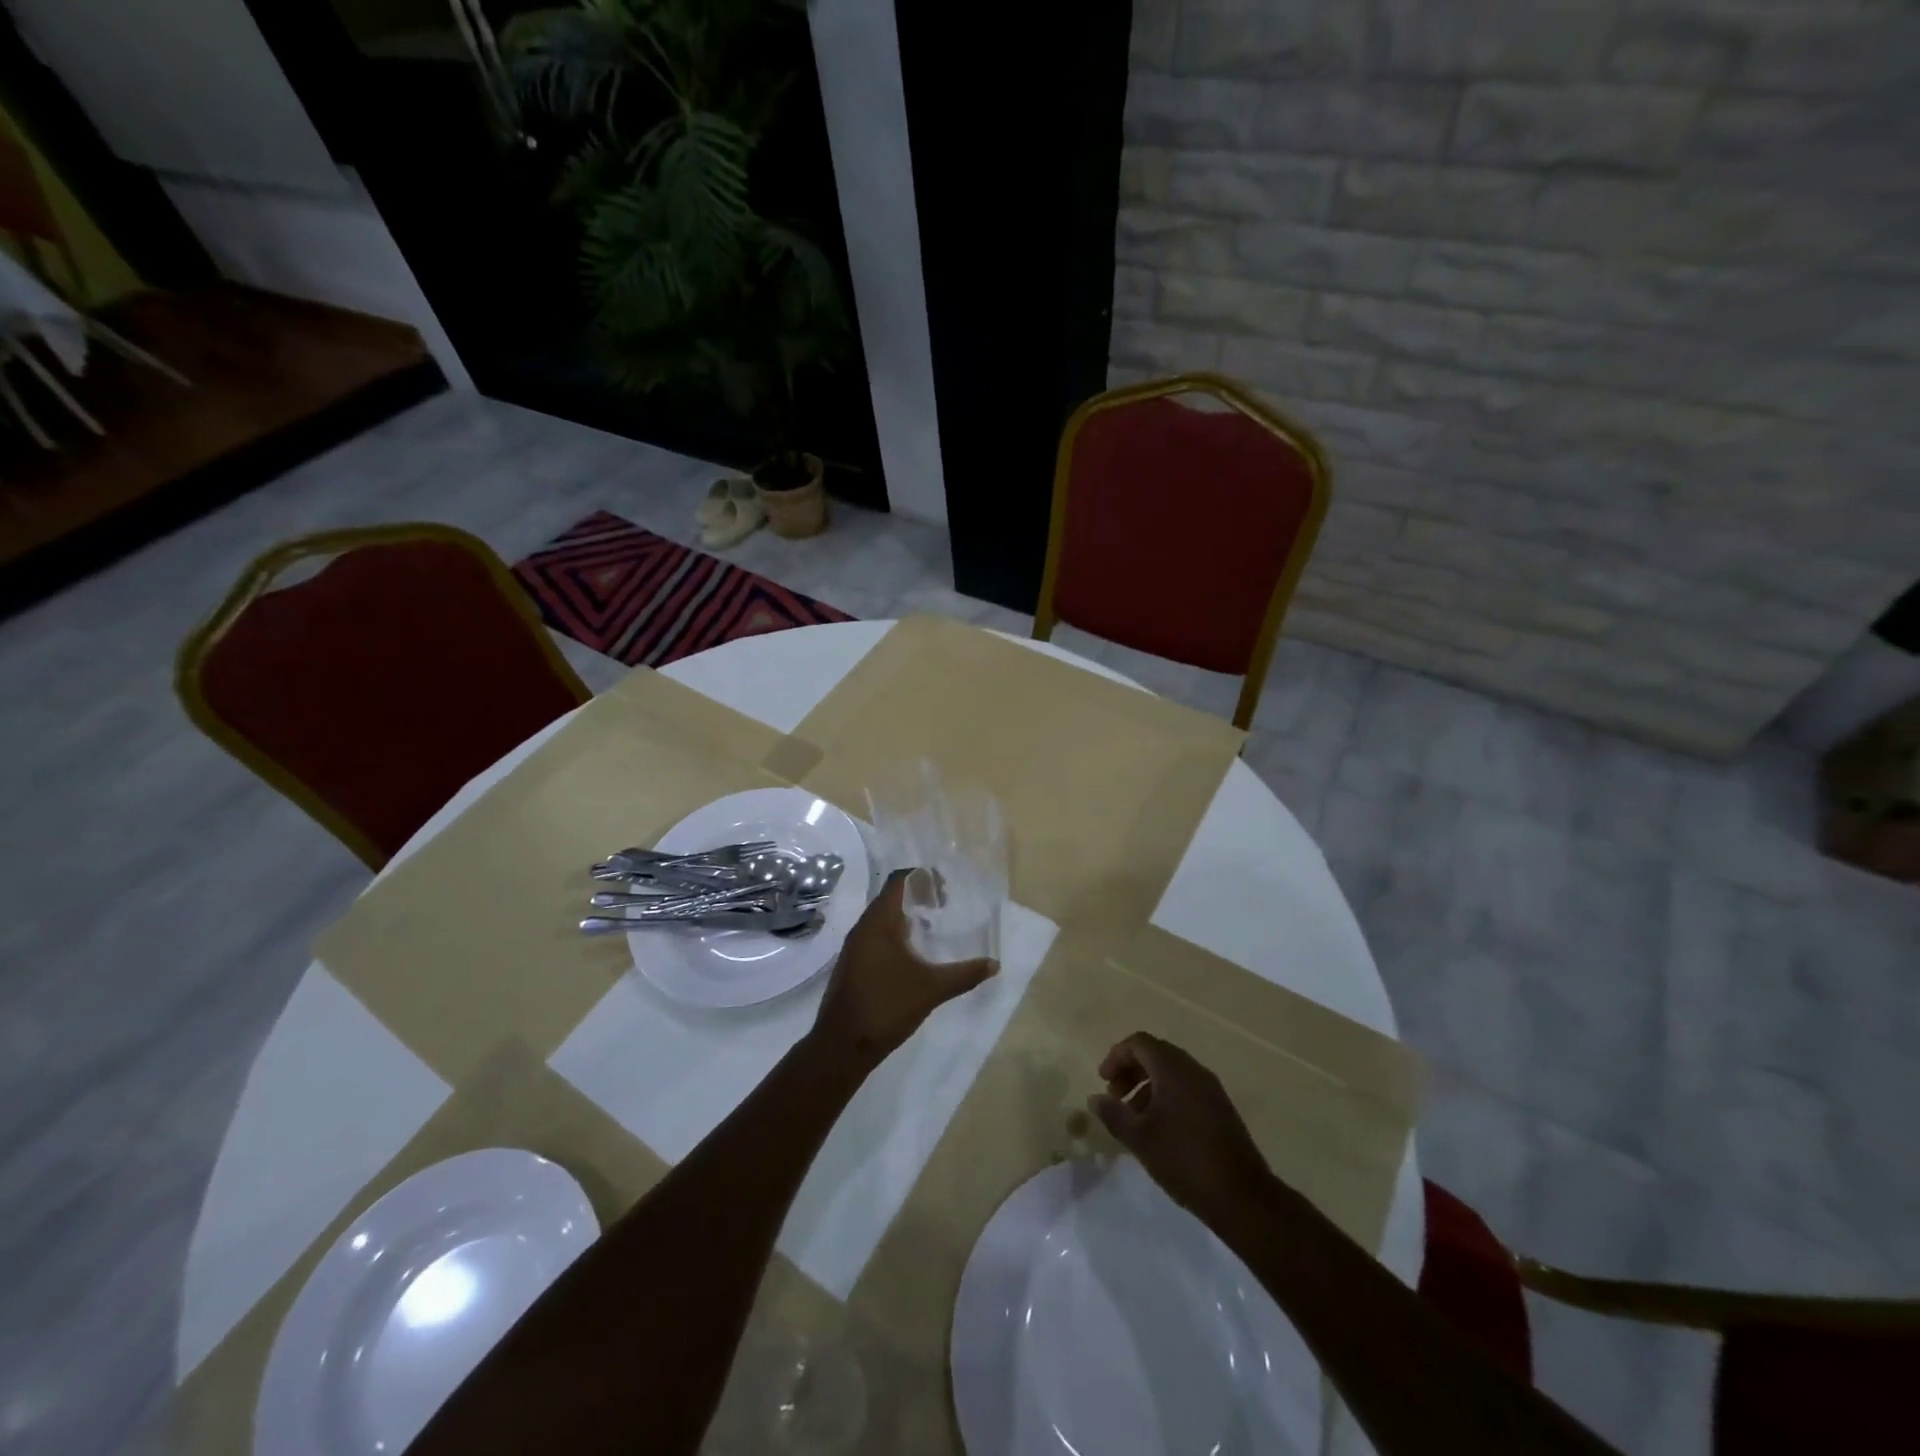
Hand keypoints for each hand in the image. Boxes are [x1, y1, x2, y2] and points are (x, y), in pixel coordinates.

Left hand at [809, 869, 997, 1072]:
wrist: (841, 1045)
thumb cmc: (886, 1007)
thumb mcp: (932, 989)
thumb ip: (965, 974)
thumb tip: (995, 964)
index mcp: (879, 922)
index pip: (898, 881)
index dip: (922, 878)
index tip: (945, 890)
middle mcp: (863, 927)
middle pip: (890, 897)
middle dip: (917, 896)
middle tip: (944, 906)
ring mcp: (854, 947)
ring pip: (881, 918)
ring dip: (905, 916)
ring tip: (931, 928)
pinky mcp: (851, 964)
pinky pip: (875, 936)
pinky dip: (895, 934)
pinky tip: (912, 956)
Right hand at [1089, 1032, 1275, 1228]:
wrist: (1242, 1196)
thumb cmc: (1183, 1159)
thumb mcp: (1139, 1138)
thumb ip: (1113, 1114)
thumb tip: (1096, 1099)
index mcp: (1173, 1069)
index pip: (1139, 1043)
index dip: (1116, 1056)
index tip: (1103, 1081)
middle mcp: (1194, 1070)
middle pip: (1156, 1054)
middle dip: (1131, 1071)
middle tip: (1115, 1096)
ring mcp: (1211, 1089)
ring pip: (1172, 1073)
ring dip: (1147, 1086)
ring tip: (1133, 1117)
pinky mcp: (1221, 1109)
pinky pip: (1187, 1089)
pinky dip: (1166, 1097)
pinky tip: (1159, 1129)